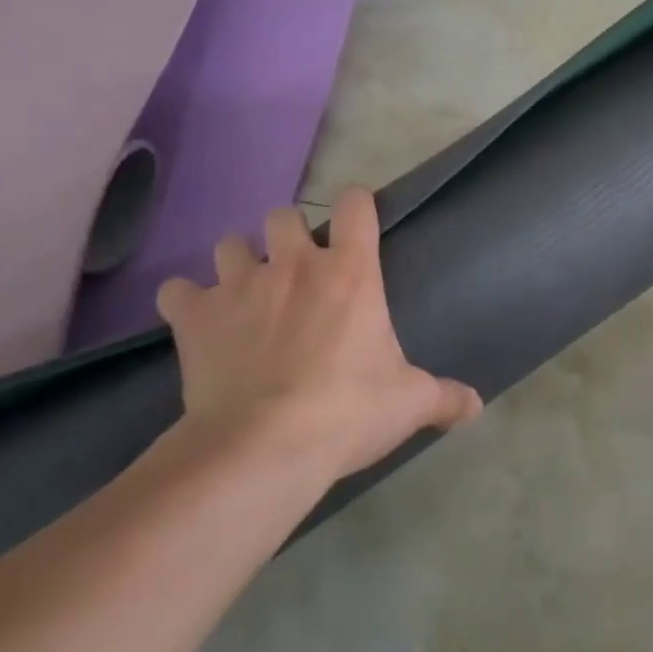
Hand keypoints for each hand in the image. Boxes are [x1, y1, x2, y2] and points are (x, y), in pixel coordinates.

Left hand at [155, 187, 481, 482]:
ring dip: (237, 261)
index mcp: (349, 272)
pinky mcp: (195, 316)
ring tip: (245, 292)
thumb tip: (476, 406)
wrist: (264, 446)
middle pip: (283, 214)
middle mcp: (293, 265)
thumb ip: (444, 397)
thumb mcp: (408, 404)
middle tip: (295, 271)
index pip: (356, 205)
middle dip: (287, 235)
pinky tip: (196, 321)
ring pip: (228, 243)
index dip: (357, 206)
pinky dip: (186, 302)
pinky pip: (176, 291)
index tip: (358, 225)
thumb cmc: (348, 411)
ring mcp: (239, 285)